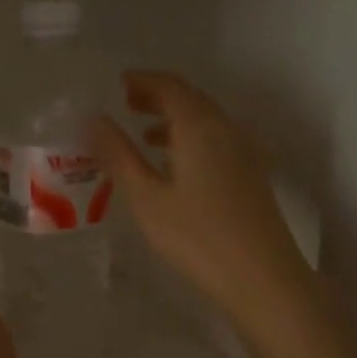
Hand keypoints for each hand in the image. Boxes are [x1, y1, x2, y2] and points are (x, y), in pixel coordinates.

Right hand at [93, 70, 313, 327]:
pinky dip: (188, 138)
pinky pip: (214, 139)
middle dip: (156, 96)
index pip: (168, 86)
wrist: (261, 276)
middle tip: (124, 104)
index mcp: (198, 126)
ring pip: (204, 120)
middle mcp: (225, 128)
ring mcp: (243, 150)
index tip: (114, 85)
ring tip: (141, 131)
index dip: (140, 81)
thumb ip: (119, 155)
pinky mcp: (249, 173)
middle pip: (189, 98)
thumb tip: (95, 121)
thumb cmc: (196, 236)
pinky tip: (172, 163)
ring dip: (172, 118)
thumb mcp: (146, 197)